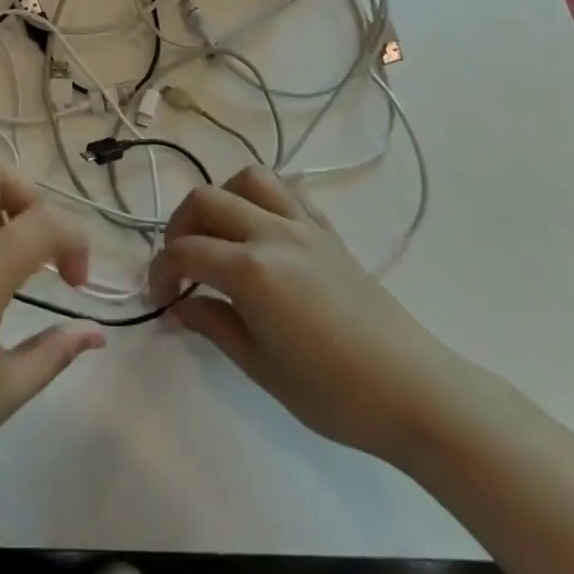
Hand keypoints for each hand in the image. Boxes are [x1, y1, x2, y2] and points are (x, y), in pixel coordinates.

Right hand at [149, 166, 470, 465]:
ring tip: (217, 235)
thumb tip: (176, 308)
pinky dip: (261, 200)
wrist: (414, 392)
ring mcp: (304, 226)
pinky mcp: (328, 231)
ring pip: (249, 179)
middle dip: (180, 227)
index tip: (159, 298)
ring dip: (221, 199)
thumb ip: (212, 325)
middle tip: (180, 264)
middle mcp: (273, 233)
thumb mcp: (260, 366)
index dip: (160, 272)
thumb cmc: (333, 393)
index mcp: (252, 270)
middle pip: (207, 200)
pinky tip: (259, 233)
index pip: (185, 252)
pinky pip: (287, 192)